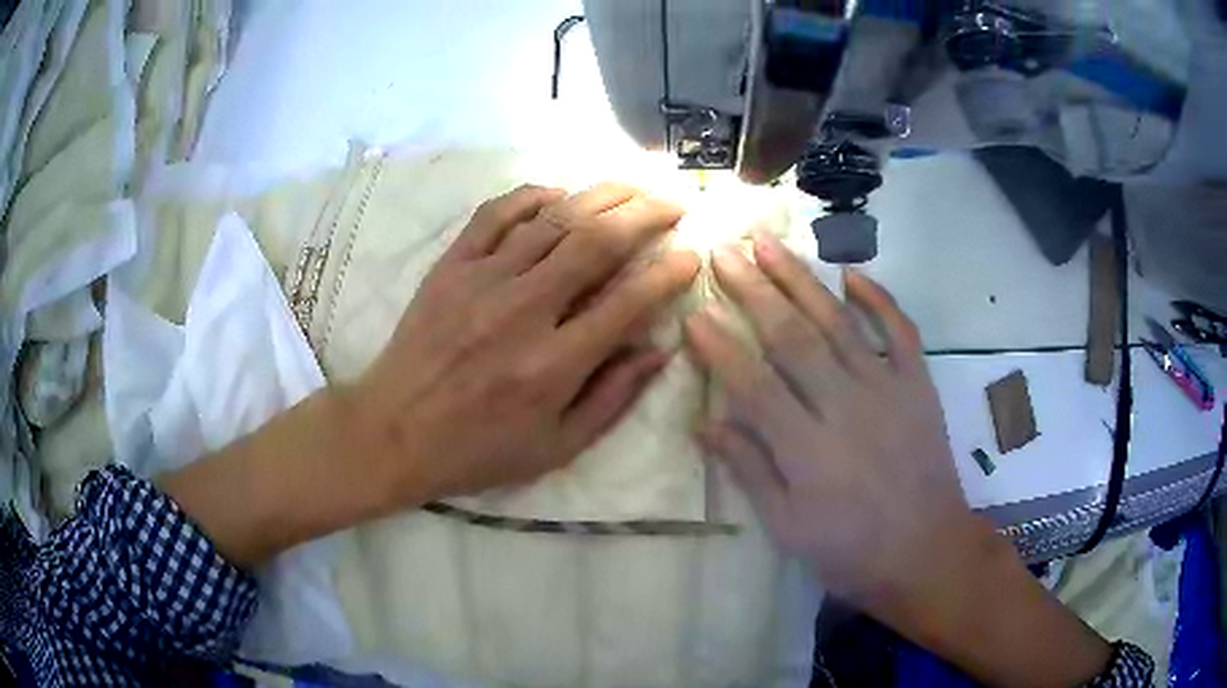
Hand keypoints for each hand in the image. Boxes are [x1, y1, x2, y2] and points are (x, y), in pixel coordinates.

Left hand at [163, 182, 697, 568]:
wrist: (394, 432)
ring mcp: (482, 281)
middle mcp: (523, 311)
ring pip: (552, 218)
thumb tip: (659, 349)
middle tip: (673, 203)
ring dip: (600, 195)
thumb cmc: (478, 450)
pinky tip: (559, 193)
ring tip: (632, 186)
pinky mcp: (450, 266)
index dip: (668, 272)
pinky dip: (532, 195)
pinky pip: (495, 214)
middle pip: (596, 242)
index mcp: (554, 365)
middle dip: (645, 214)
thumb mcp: (556, 448)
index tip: (690, 254)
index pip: (628, 301)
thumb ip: (613, 399)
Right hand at [684, 231, 1109, 686]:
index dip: (720, 347)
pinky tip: (850, 273)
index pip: (753, 384)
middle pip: (793, 338)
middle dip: (753, 292)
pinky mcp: (918, 384)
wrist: (926, 549)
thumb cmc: (849, 549)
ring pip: (838, 322)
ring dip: (800, 279)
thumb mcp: (787, 527)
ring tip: (768, 244)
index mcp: (808, 450)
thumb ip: (749, 470)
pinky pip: (900, 330)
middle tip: (722, 253)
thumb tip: (704, 424)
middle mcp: (846, 407)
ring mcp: (887, 389)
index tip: (693, 312)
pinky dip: (878, 298)